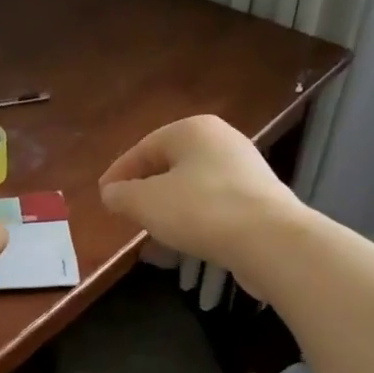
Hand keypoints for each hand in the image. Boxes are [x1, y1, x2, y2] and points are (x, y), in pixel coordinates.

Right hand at [98, 115, 304, 272]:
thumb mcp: (147, 203)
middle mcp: (221, 141)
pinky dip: (193, 220)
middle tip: (125, 212)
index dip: (119, 173)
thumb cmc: (200, 210)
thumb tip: (111, 193)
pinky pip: (213, 206)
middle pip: (170, 165)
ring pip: (192, 187)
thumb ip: (122, 195)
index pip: (144, 148)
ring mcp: (244, 170)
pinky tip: (182, 242)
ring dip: (168, 208)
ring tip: (150, 232)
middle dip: (145, 190)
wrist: (269, 240)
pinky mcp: (258, 200)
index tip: (103, 196)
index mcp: (192, 129)